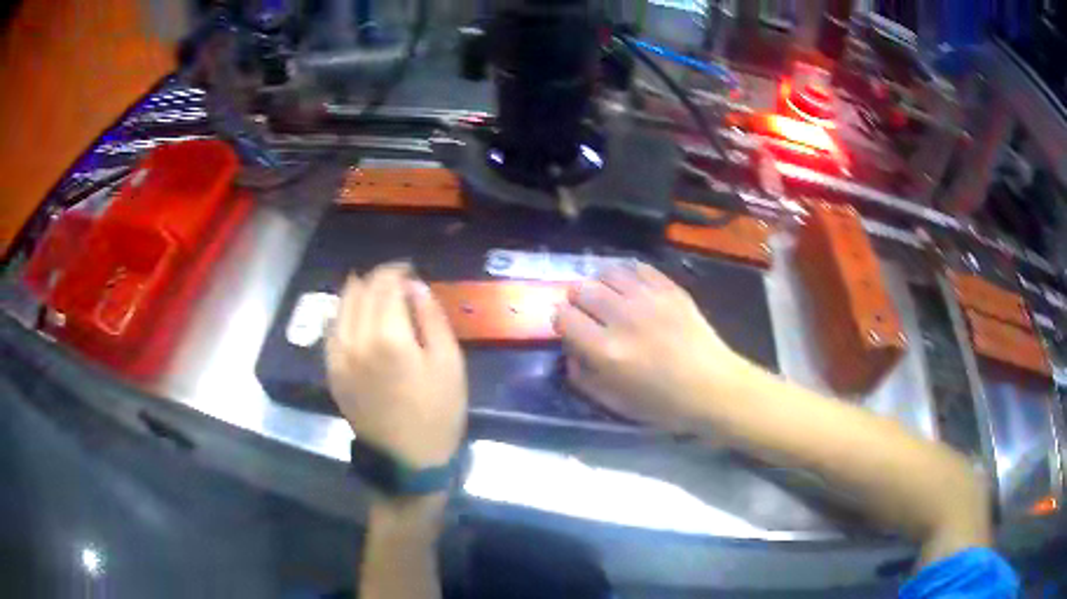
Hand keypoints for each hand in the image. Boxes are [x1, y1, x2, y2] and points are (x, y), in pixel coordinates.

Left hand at [326, 263, 466, 468]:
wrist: (408, 459)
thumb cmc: (438, 412)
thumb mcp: (449, 362)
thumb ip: (431, 318)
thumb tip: (414, 286)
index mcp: (388, 337)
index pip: (385, 285)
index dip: (397, 271)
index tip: (410, 269)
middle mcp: (356, 340)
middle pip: (360, 291)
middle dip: (378, 278)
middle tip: (396, 279)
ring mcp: (338, 357)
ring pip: (341, 307)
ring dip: (358, 292)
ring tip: (374, 290)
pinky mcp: (332, 372)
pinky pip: (331, 331)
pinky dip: (343, 315)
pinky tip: (354, 315)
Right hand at [553, 263, 747, 430]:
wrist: (713, 387)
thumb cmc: (663, 403)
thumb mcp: (614, 403)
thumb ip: (583, 377)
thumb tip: (570, 350)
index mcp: (606, 350)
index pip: (563, 317)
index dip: (561, 322)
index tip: (570, 329)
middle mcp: (623, 318)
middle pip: (582, 290)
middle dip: (577, 301)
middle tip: (588, 314)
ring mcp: (649, 298)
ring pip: (607, 273)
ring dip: (600, 284)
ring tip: (608, 297)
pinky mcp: (670, 288)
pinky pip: (637, 267)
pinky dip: (626, 275)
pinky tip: (630, 288)